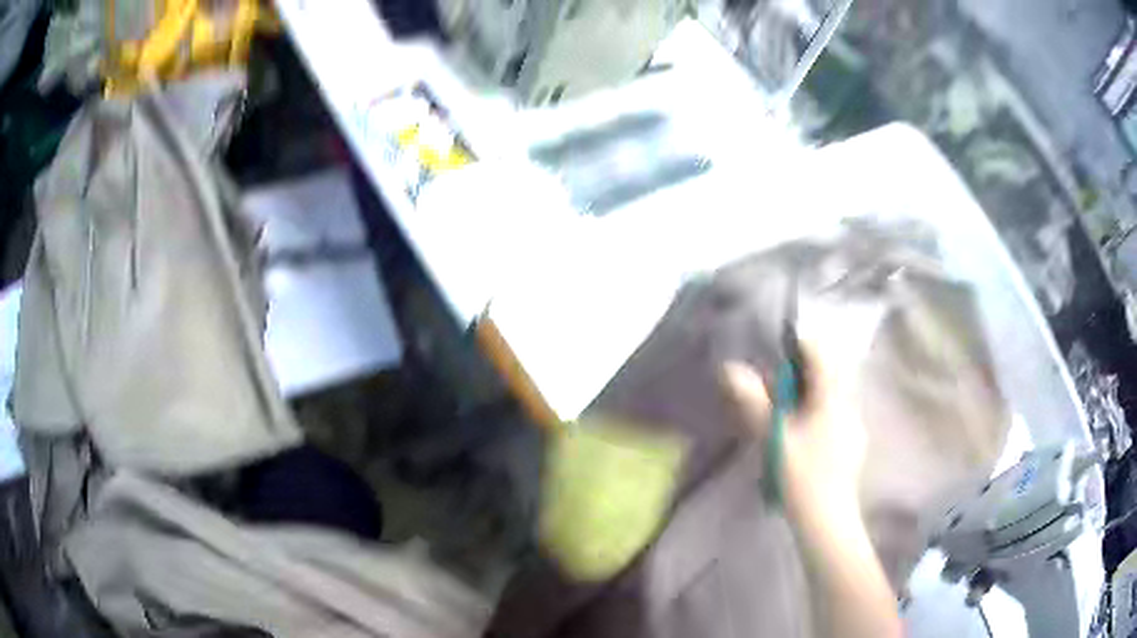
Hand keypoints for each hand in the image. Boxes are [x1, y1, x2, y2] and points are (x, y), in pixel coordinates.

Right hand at [720, 302, 880, 526]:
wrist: (828, 520)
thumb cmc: (802, 476)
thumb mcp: (773, 438)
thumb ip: (754, 402)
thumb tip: (731, 369)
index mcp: (832, 397)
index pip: (821, 351)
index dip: (797, 345)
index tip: (773, 356)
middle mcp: (848, 405)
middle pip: (826, 373)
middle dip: (799, 374)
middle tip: (772, 390)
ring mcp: (853, 426)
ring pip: (830, 396)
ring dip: (807, 395)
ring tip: (783, 414)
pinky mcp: (852, 445)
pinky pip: (834, 415)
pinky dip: (816, 415)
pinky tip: (802, 439)